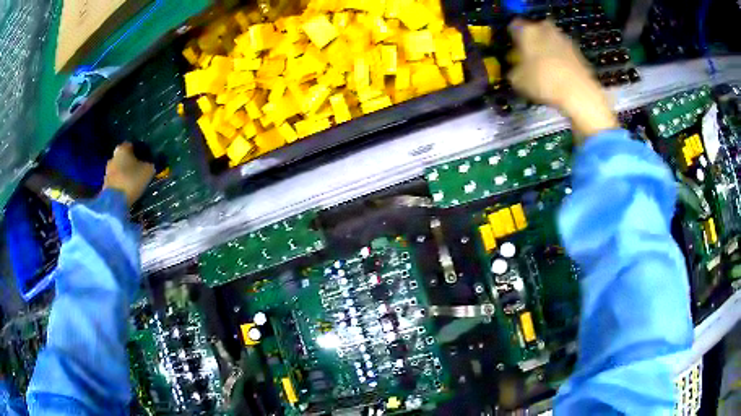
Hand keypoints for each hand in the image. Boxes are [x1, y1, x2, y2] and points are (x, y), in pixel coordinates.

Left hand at [103, 143, 155, 206]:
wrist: (115, 202)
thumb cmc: (132, 180)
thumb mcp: (148, 171)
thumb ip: (150, 164)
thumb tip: (151, 163)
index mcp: (123, 149)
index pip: (131, 145)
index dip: (138, 151)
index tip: (145, 159)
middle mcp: (113, 157)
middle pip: (123, 158)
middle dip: (130, 163)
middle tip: (139, 171)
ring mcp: (107, 171)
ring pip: (118, 169)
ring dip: (124, 174)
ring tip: (133, 183)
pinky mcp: (105, 185)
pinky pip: (115, 181)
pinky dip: (120, 184)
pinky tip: (126, 190)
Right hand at [508, 18, 617, 140]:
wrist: (578, 92)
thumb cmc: (543, 81)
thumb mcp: (517, 80)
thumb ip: (513, 70)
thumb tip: (515, 70)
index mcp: (526, 30)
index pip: (513, 26)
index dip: (512, 38)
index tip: (512, 49)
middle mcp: (544, 28)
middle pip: (534, 30)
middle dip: (531, 42)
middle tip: (529, 58)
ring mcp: (563, 38)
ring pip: (549, 40)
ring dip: (546, 50)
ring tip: (545, 69)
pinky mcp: (577, 50)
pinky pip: (563, 51)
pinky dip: (560, 59)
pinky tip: (559, 75)